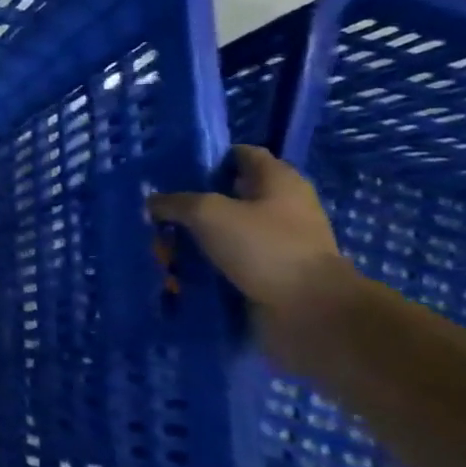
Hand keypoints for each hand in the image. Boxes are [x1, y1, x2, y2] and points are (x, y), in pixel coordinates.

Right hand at [150, 146, 359, 355]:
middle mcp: (281, 206)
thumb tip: (154, 203)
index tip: (173, 170)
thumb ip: (175, 202)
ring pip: (222, 231)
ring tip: (159, 249)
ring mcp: (276, 242)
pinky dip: (203, 265)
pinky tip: (177, 272)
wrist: (311, 312)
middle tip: (157, 213)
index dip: (208, 158)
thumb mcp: (207, 213)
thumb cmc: (264, 247)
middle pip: (227, 195)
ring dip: (192, 239)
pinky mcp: (269, 272)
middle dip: (190, 204)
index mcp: (277, 181)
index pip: (241, 154)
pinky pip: (227, 261)